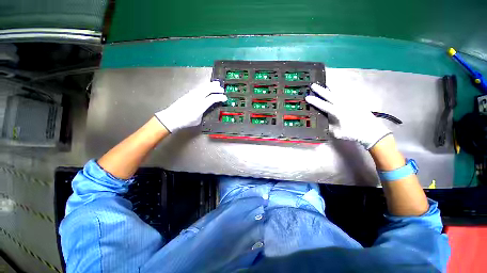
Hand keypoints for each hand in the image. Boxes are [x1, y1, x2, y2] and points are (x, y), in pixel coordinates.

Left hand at [155, 81, 226, 131]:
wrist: (171, 117)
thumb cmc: (185, 121)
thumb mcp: (198, 120)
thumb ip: (204, 112)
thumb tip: (207, 109)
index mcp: (200, 105)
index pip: (213, 98)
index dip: (220, 97)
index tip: (225, 98)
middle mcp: (196, 98)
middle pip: (208, 89)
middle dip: (216, 88)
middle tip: (222, 89)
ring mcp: (192, 94)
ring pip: (203, 87)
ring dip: (211, 85)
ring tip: (216, 84)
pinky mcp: (188, 94)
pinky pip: (199, 88)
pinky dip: (205, 86)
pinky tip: (206, 87)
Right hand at [305, 83, 390, 148]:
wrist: (372, 131)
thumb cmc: (353, 133)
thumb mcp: (337, 132)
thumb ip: (329, 125)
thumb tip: (324, 120)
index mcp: (338, 112)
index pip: (324, 105)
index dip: (315, 101)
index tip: (307, 97)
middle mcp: (344, 105)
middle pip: (330, 95)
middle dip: (320, 90)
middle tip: (313, 85)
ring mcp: (351, 102)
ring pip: (339, 92)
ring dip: (331, 87)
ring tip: (325, 83)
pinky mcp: (356, 101)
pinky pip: (346, 93)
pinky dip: (341, 89)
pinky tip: (338, 88)